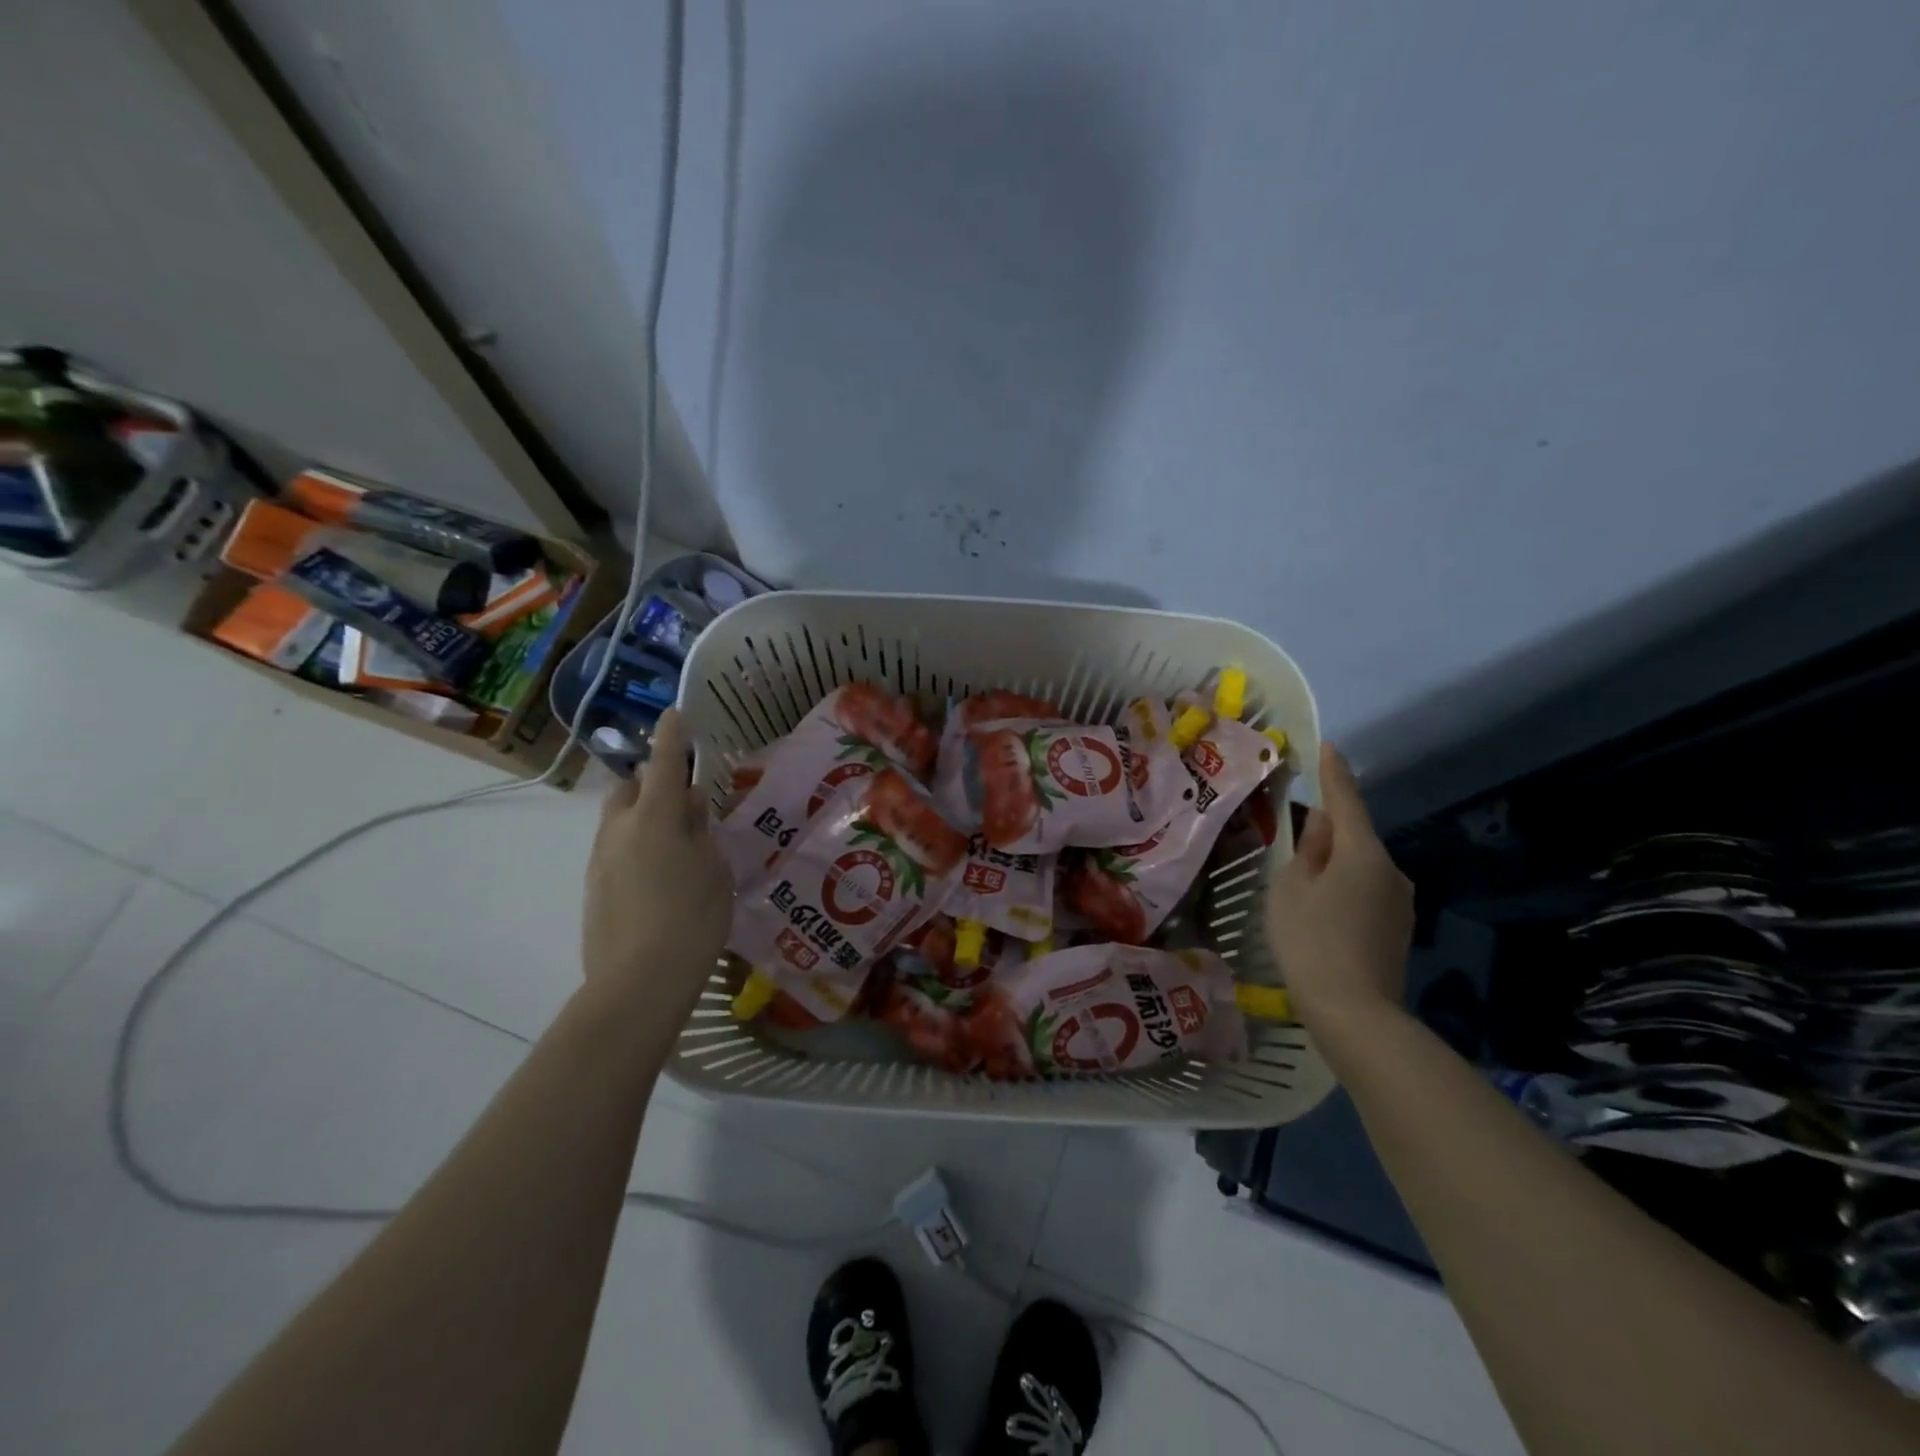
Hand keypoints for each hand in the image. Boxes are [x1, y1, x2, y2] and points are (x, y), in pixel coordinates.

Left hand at [581, 710, 733, 1020]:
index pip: (665, 763)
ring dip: (641, 815)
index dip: (671, 736)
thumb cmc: (693, 917)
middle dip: (650, 781)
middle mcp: (620, 829)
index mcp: (656, 818)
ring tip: (672, 841)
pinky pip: (614, 849)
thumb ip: (700, 829)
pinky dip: (634, 846)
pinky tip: (656, 876)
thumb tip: (690, 802)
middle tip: (680, 797)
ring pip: (618, 820)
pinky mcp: (593, 888)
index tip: (674, 712)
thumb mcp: (713, 868)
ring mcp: (601, 859)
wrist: (640, 981)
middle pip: (630, 788)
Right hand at [1265, 742, 1414, 1030]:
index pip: (1346, 801)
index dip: (1334, 773)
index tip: (1329, 746)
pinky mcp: (1399, 930)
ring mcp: (1400, 903)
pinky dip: (1345, 894)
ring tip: (1303, 895)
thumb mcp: (1291, 889)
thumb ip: (1307, 852)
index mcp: (1362, 853)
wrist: (1354, 1013)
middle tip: (1294, 850)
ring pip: (1361, 869)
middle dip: (1327, 836)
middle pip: (1354, 839)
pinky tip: (1323, 920)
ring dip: (1335, 869)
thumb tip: (1324, 828)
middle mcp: (1391, 870)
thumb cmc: (1310, 941)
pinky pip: (1368, 894)